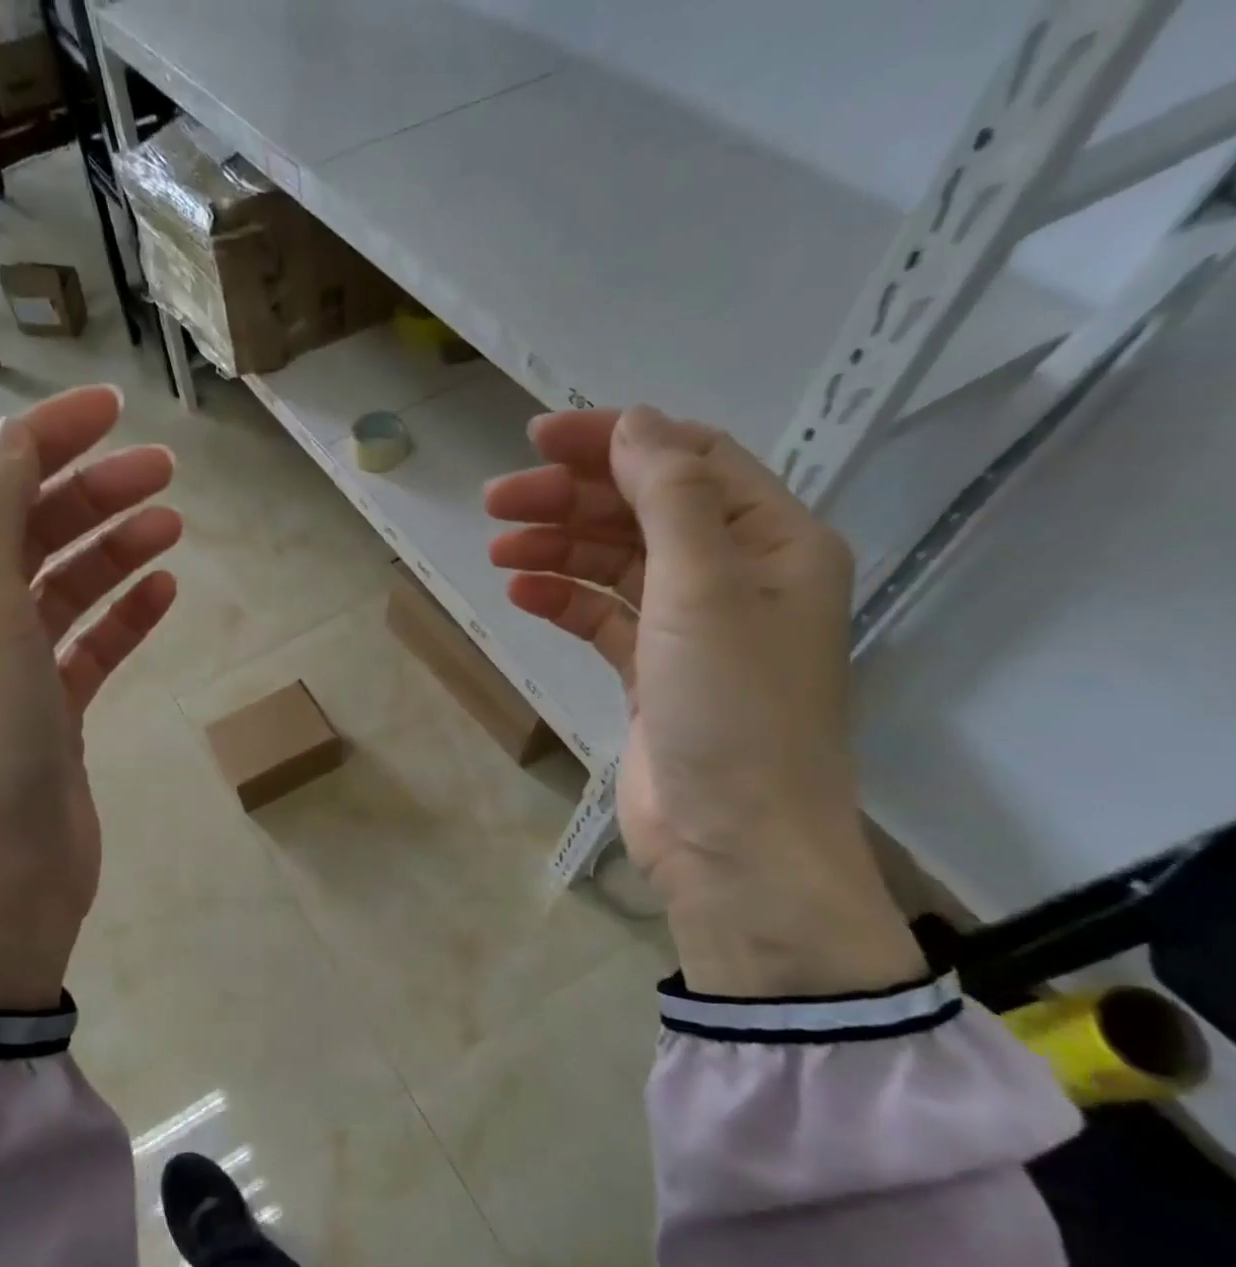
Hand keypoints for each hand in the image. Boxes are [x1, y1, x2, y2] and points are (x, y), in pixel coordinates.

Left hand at [0, 386, 180, 1009]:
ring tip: (172, 524)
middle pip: (31, 535)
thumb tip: (8, 441)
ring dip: (114, 551)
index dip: (43, 441)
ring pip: (65, 590)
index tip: (113, 411)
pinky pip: (89, 649)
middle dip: (92, 494)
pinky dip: (124, 617)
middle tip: (165, 470)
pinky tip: (165, 593)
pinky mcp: (52, 718)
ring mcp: (8, 675)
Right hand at [486, 406, 919, 997]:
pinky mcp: (653, 674)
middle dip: (571, 498)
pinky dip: (563, 600)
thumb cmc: (733, 708)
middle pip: (644, 512)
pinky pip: (603, 618)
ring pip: (617, 565)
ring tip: (498, 546)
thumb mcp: (705, 587)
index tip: (538, 438)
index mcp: (772, 541)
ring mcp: (692, 629)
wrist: (733, 842)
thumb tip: (636, 422)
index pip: (688, 461)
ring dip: (559, 548)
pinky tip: (521, 592)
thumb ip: (671, 497)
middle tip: (496, 500)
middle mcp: (737, 576)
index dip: (615, 440)